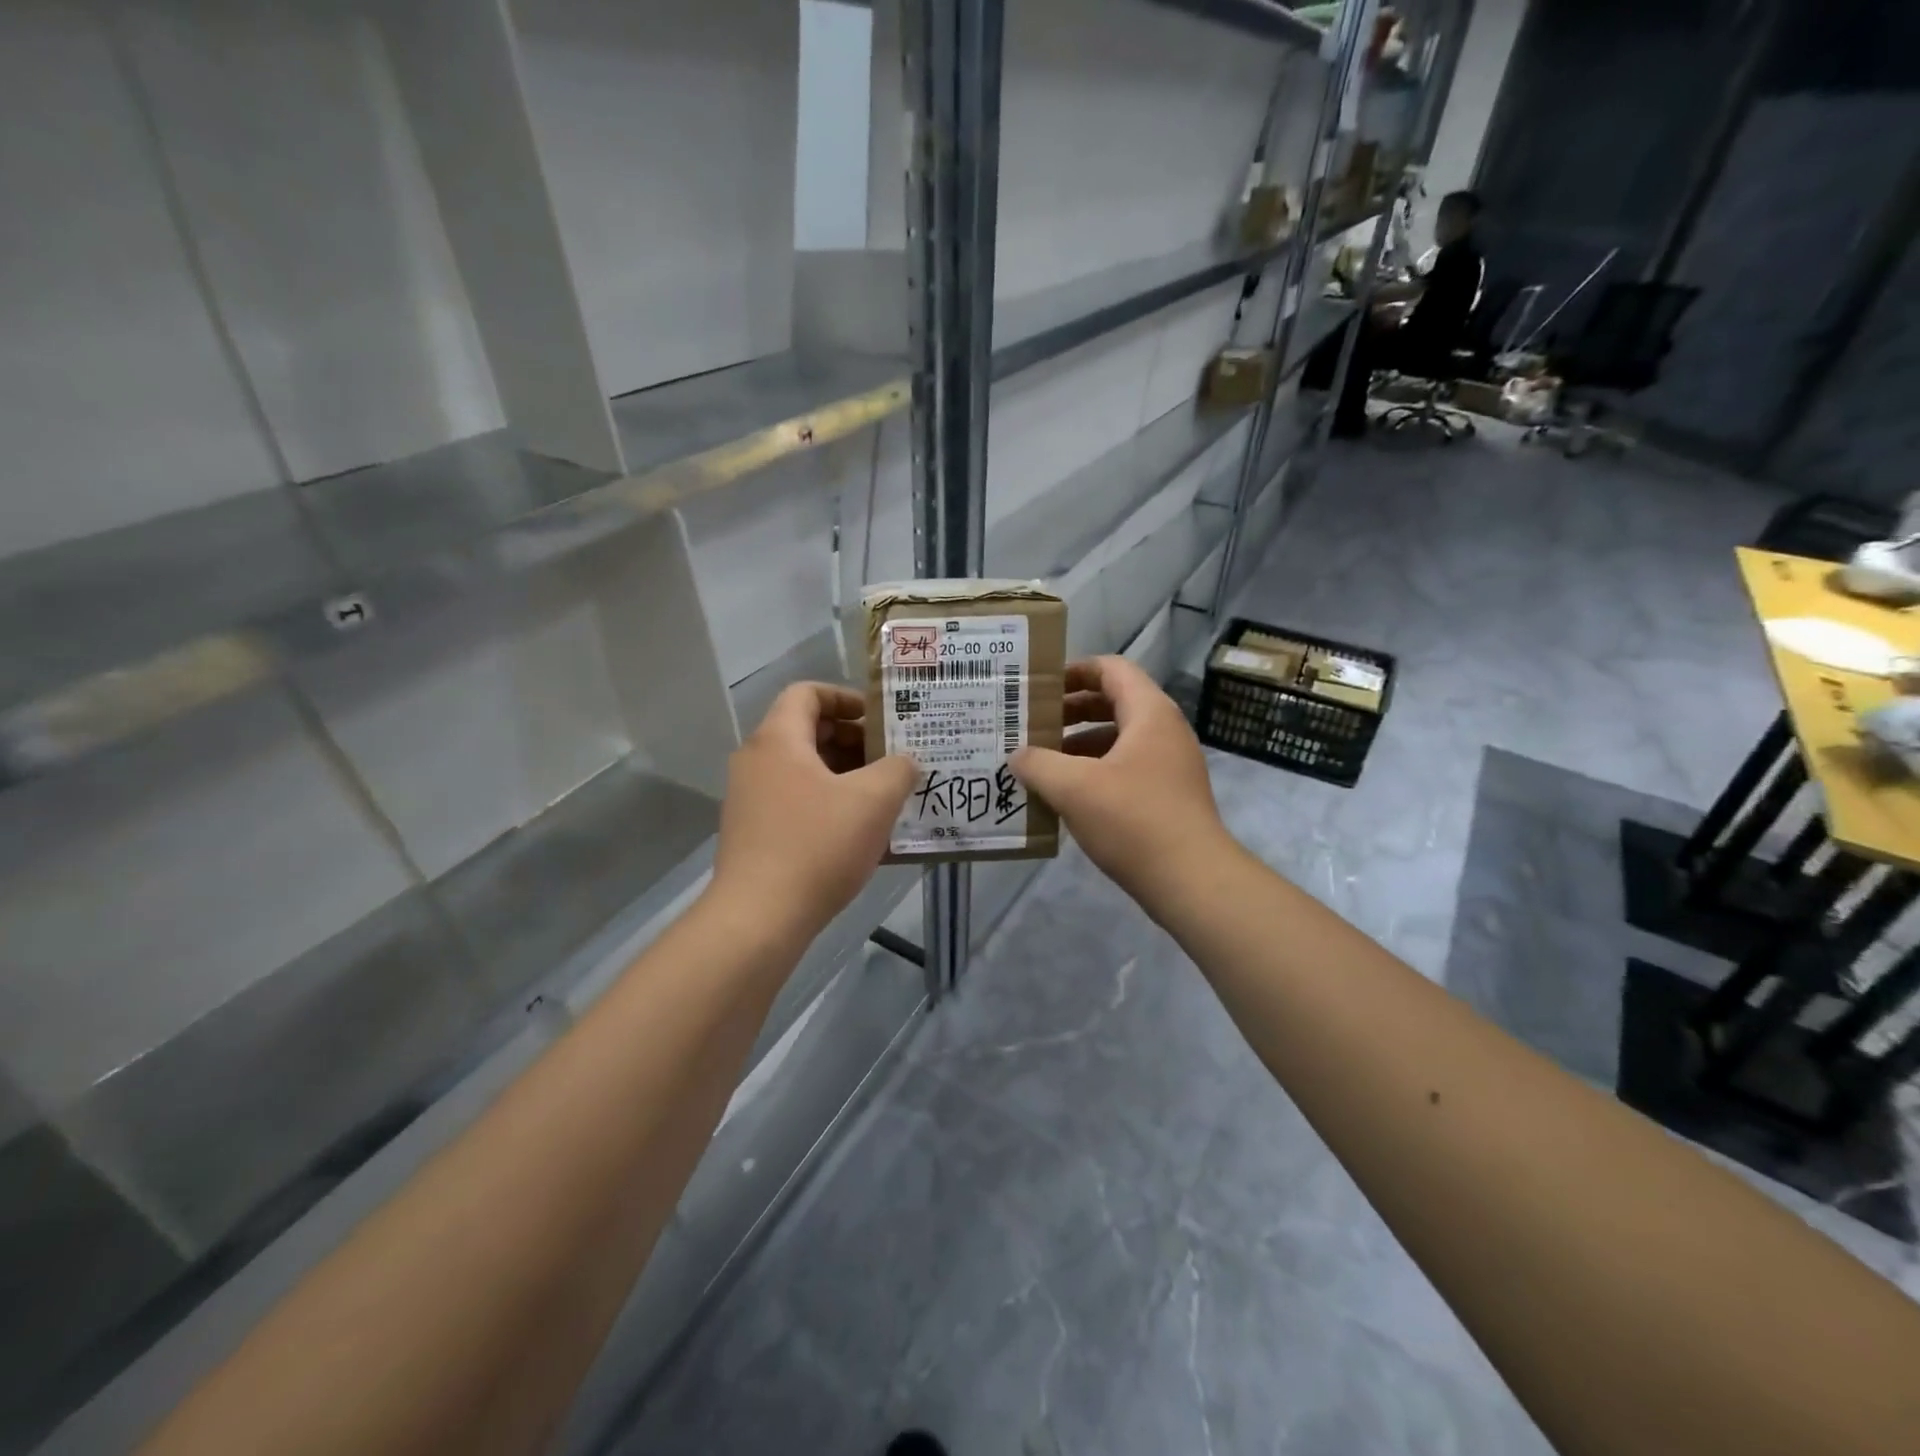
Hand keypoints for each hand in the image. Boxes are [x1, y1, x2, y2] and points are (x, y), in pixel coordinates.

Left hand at [712, 684, 915, 938]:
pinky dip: (829, 805)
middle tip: (892, 760)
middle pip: (807, 732)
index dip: (846, 698)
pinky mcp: (753, 833)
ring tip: (885, 798)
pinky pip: (796, 802)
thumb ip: (898, 770)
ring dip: (846, 777)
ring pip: (804, 771)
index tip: (880, 720)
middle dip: (854, 741)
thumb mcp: (873, 801)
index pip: (807, 693)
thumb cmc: (817, 846)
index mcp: (778, 740)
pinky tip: (861, 833)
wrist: (758, 919)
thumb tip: (905, 762)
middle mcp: (756, 761)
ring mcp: (750, 799)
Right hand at [1011, 657, 1233, 905]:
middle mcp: (1164, 730)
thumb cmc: (1133, 820)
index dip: (1073, 671)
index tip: (1038, 687)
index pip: (1111, 669)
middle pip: (1113, 702)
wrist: (1192, 881)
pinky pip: (1124, 768)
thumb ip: (1038, 763)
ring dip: (1078, 745)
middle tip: (1031, 725)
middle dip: (1070, 711)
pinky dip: (1094, 772)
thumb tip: (1017, 755)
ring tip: (1040, 762)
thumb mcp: (1074, 787)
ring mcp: (1169, 765)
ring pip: (1117, 739)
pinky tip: (1066, 796)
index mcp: (1149, 713)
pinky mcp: (1167, 796)